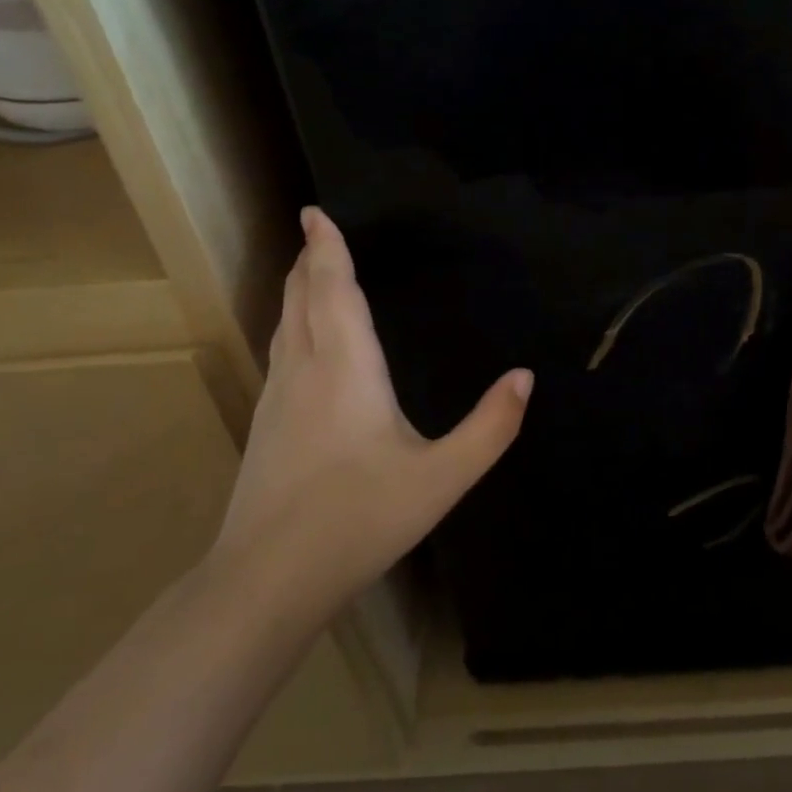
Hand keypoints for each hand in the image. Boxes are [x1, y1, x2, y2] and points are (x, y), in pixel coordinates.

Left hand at [211, 207, 531, 614]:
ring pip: (285, 324)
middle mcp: (306, 370)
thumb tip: (524, 377)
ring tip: (308, 271)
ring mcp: (278, 398)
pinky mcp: (267, 425)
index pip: (332, 290)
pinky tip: (300, 342)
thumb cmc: (359, 519)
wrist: (268, 579)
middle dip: (310, 261)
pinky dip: (291, 324)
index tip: (316, 213)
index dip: (327, 250)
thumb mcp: (442, 477)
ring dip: (297, 290)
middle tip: (316, 231)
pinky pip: (280, 351)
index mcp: (346, 368)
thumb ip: (490, 427)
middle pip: (301, 298)